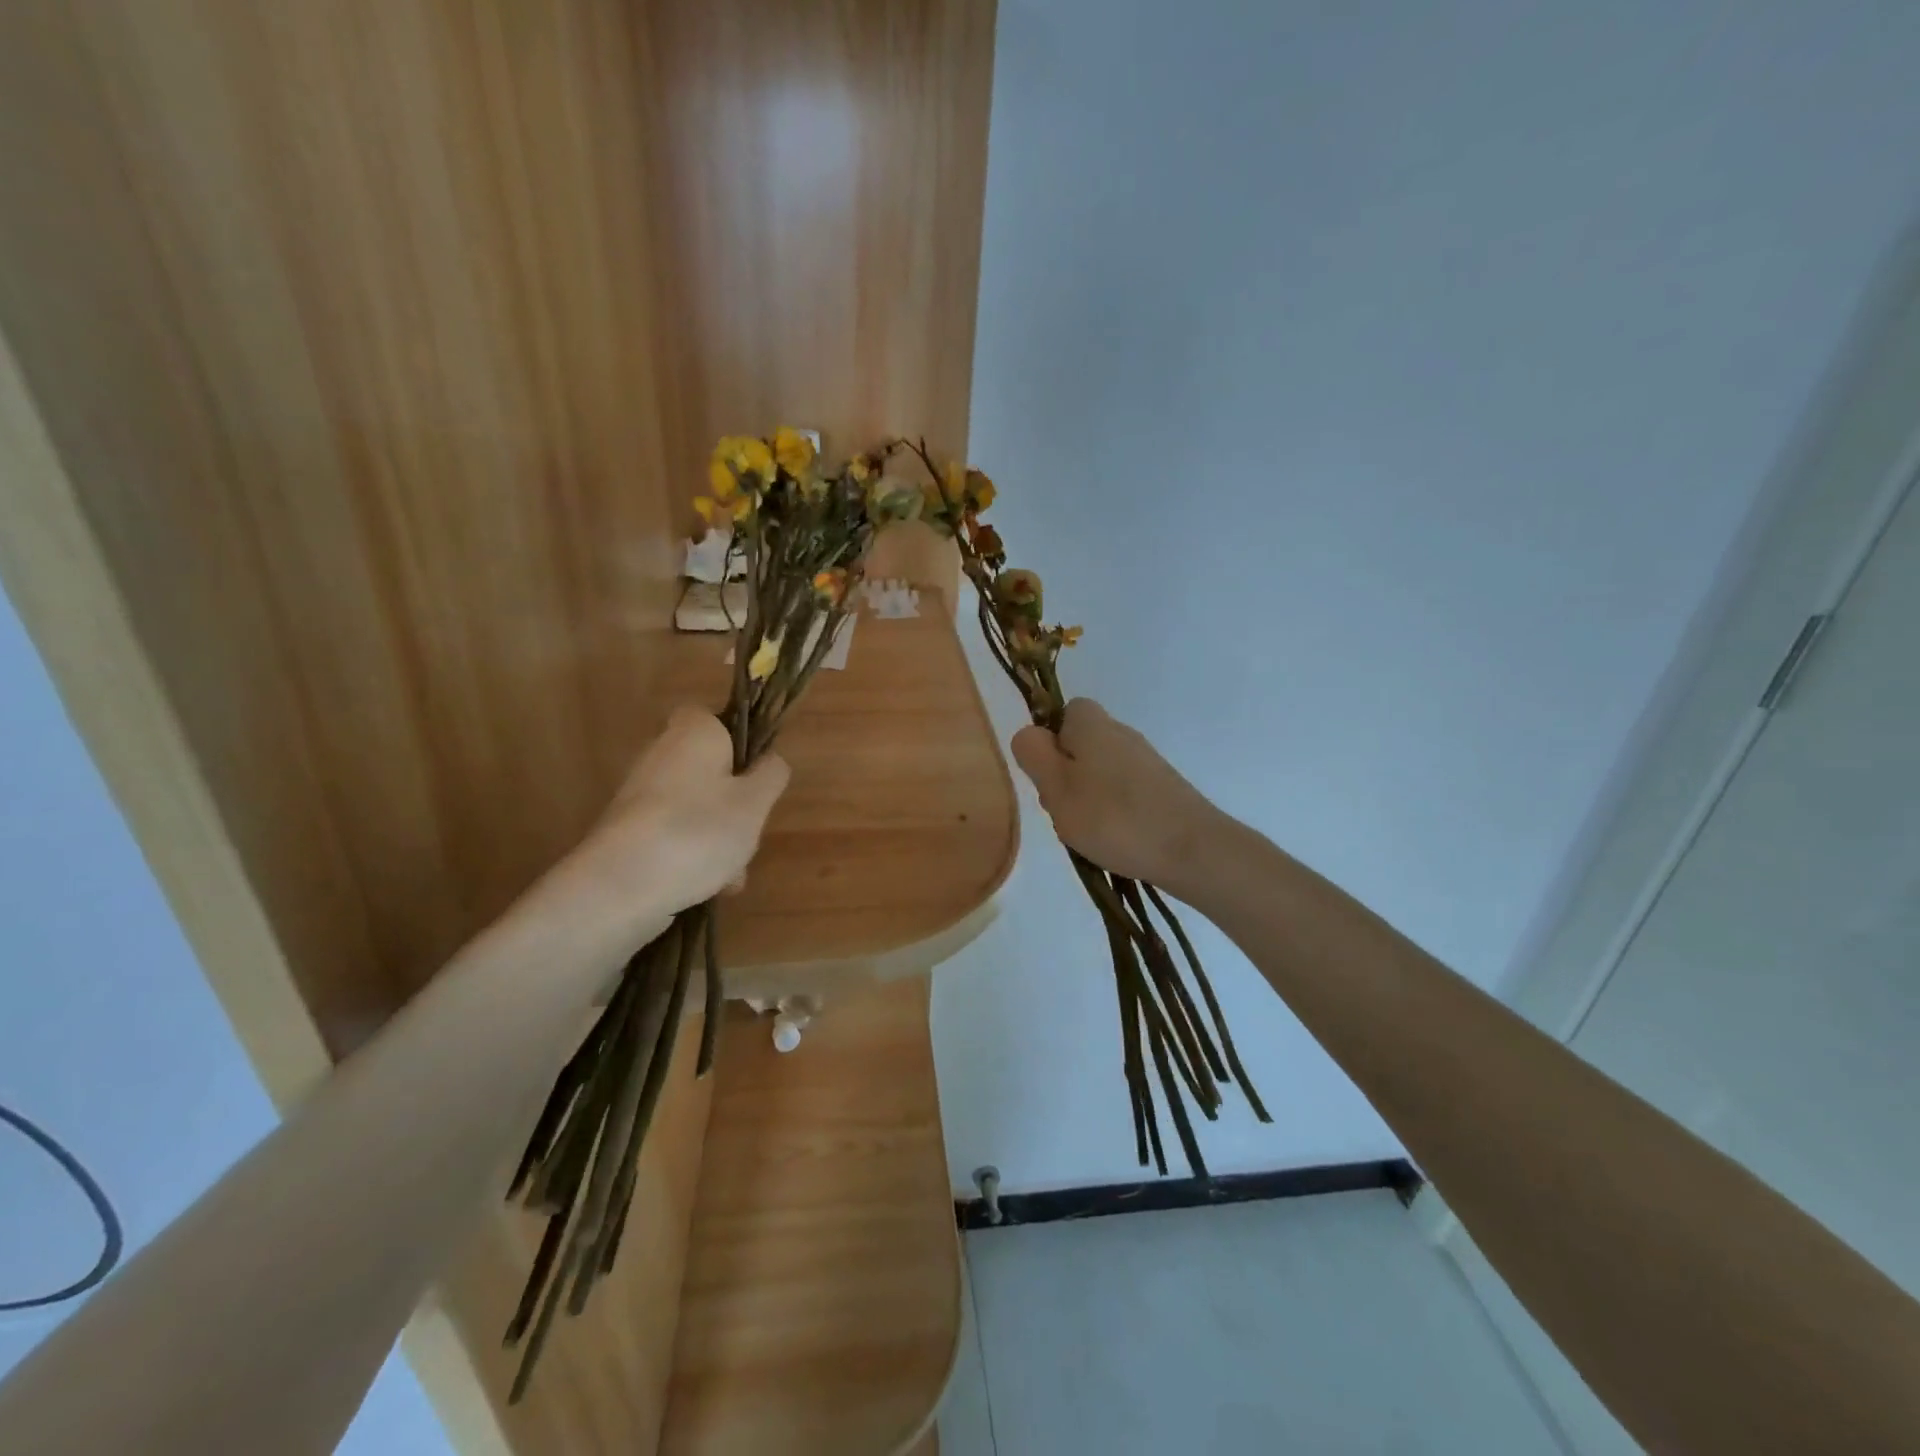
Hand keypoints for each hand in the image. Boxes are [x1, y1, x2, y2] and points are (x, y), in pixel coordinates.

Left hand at [552, 706, 789, 940]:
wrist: (621, 887)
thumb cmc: (698, 830)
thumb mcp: (755, 802)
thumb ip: (771, 775)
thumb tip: (769, 762)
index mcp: (693, 733)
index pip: (712, 717)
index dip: (738, 741)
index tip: (755, 773)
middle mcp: (660, 754)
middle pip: (709, 770)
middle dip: (734, 802)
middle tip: (751, 831)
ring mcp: (640, 795)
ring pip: (695, 807)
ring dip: (718, 836)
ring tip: (732, 874)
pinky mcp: (627, 832)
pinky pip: (673, 835)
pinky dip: (692, 855)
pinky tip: (709, 887)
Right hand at [1010, 699, 1224, 897]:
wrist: (1192, 851)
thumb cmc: (1114, 817)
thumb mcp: (1056, 787)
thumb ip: (1034, 754)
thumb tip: (1030, 734)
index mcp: (1093, 724)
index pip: (1062, 713)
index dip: (1049, 742)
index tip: (1047, 775)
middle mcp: (1122, 733)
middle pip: (1078, 747)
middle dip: (1065, 777)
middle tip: (1064, 810)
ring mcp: (1145, 762)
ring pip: (1098, 774)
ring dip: (1086, 800)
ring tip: (1090, 832)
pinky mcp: (1162, 789)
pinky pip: (1122, 794)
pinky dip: (1113, 814)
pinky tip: (1115, 840)